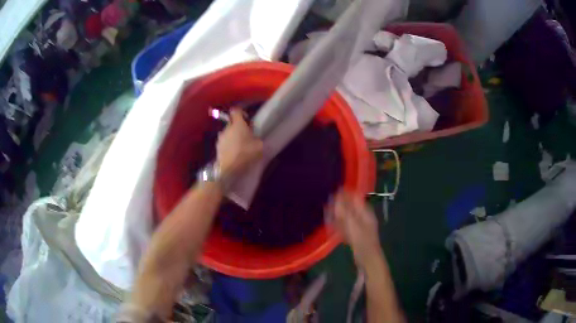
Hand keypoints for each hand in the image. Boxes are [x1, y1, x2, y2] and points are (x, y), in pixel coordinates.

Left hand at [216, 109, 262, 177]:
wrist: (228, 168)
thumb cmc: (245, 154)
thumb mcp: (259, 146)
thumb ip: (258, 139)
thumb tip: (256, 138)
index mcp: (238, 124)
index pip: (236, 111)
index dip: (241, 112)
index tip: (247, 119)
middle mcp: (227, 128)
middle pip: (232, 123)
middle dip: (238, 127)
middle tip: (246, 135)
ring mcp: (220, 138)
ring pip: (227, 133)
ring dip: (232, 137)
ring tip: (239, 146)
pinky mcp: (217, 147)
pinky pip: (224, 142)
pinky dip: (228, 145)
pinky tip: (233, 153)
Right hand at [326, 190, 382, 267]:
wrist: (368, 259)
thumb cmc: (362, 240)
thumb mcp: (352, 224)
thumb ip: (344, 210)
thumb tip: (337, 196)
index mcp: (365, 212)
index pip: (355, 198)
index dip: (345, 194)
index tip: (334, 192)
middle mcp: (363, 217)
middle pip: (351, 207)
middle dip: (340, 205)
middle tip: (328, 204)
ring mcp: (360, 227)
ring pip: (347, 217)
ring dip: (338, 215)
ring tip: (327, 213)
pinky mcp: (356, 236)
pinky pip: (346, 227)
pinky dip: (339, 225)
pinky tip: (332, 226)